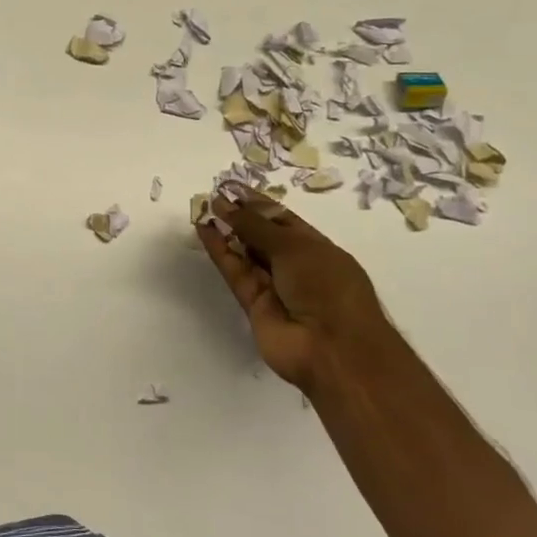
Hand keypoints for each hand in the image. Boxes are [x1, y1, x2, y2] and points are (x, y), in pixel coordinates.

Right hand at [197, 195, 389, 392]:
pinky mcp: (254, 305)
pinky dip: (220, 253)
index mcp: (318, 249)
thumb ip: (256, 226)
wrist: (332, 349)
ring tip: (203, 209)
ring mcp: (275, 287)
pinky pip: (236, 273)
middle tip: (213, 197)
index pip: (283, 220)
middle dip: (240, 217)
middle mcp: (296, 266)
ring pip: (245, 255)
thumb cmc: (327, 288)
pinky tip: (205, 231)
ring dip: (226, 233)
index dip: (258, 204)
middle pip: (263, 237)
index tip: (231, 188)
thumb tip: (224, 204)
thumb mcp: (295, 247)